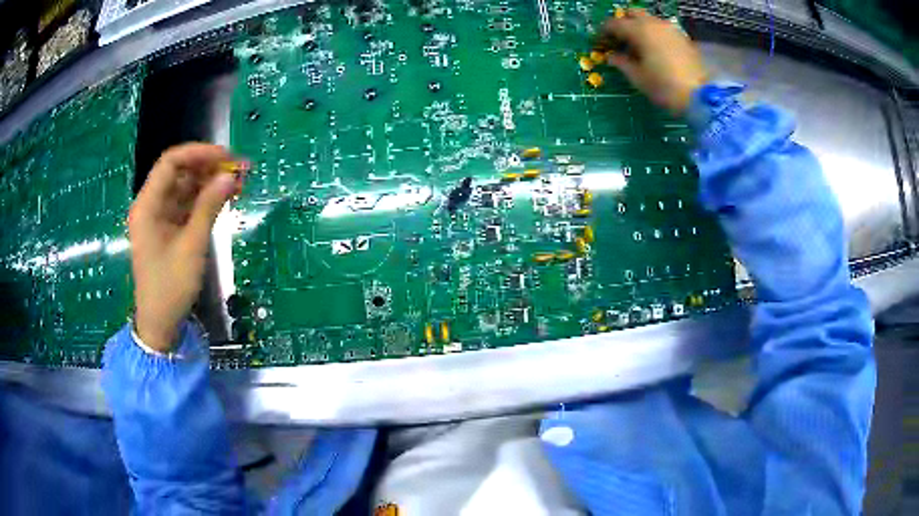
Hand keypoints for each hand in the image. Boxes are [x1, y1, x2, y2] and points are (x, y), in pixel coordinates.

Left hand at [129, 143, 244, 352]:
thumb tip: (230, 176)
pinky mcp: (168, 229)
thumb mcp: (191, 246)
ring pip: (185, 187)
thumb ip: (209, 207)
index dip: (199, 153)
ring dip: (209, 183)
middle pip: (179, 173)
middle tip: (239, 170)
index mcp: (147, 205)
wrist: (160, 324)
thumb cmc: (171, 286)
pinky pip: (186, 205)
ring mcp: (159, 217)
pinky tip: (225, 198)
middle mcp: (151, 205)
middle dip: (208, 167)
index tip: (227, 157)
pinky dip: (205, 200)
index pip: (171, 163)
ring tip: (238, 183)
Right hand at [600, 9, 708, 114]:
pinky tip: (656, 50)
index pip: (614, 23)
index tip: (601, 42)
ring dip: (641, 28)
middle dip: (624, 22)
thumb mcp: (637, 78)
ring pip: (650, 20)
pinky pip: (664, 30)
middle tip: (620, 39)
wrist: (699, 97)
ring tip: (639, 45)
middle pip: (633, 13)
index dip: (605, 32)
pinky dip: (656, 35)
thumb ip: (622, 63)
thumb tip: (612, 57)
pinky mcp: (683, 38)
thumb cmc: (664, 87)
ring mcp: (671, 29)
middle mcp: (654, 24)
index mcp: (639, 31)